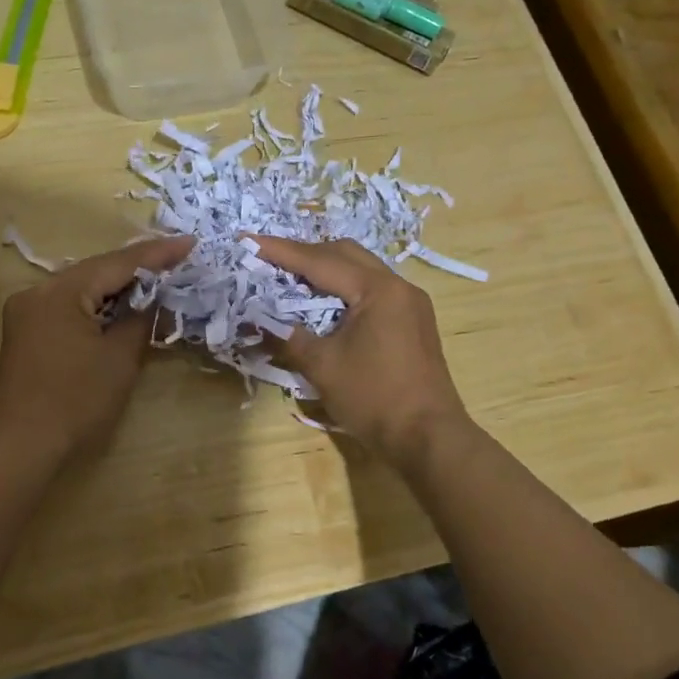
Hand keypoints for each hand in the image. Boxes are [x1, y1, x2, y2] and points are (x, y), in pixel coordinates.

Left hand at [0, 235, 194, 464]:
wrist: (24, 448)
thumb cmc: (76, 402)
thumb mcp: (120, 357)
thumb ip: (140, 317)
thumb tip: (156, 295)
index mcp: (58, 291)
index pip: (116, 263)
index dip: (157, 254)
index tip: (190, 242)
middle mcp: (36, 291)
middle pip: (96, 271)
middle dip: (138, 267)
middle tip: (178, 257)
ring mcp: (26, 311)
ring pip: (81, 288)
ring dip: (117, 286)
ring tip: (158, 276)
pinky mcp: (25, 331)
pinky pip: (68, 305)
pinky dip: (96, 305)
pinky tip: (122, 304)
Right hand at [255, 237, 470, 469]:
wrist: (429, 438)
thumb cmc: (374, 397)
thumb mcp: (322, 366)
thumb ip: (286, 336)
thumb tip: (255, 321)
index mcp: (377, 289)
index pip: (320, 261)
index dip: (281, 251)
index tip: (248, 240)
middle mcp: (398, 286)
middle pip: (345, 254)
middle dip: (305, 253)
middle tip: (270, 257)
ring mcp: (410, 303)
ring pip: (361, 269)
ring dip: (326, 268)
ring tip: (292, 276)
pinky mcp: (414, 321)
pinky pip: (373, 289)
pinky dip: (344, 287)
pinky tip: (325, 301)